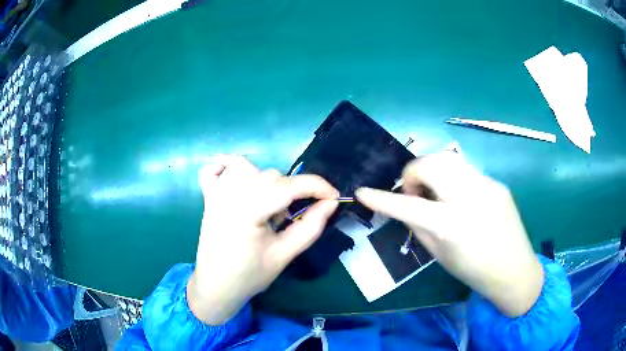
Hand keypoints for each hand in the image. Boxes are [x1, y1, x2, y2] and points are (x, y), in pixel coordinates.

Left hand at [187, 156, 338, 324]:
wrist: (215, 287)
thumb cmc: (249, 276)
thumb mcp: (284, 255)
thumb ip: (310, 227)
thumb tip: (331, 203)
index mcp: (247, 212)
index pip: (289, 186)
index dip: (317, 187)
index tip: (333, 197)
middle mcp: (229, 195)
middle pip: (271, 176)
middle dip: (291, 192)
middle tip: (291, 218)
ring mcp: (215, 193)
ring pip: (248, 167)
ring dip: (266, 182)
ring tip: (266, 207)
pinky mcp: (208, 196)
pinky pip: (215, 169)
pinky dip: (227, 168)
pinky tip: (239, 182)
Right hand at [356, 153, 543, 316]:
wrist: (515, 269)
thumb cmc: (474, 271)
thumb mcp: (439, 255)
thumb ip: (418, 227)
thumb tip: (405, 207)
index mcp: (453, 225)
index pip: (408, 206)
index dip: (381, 198)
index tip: (362, 192)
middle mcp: (471, 198)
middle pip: (431, 164)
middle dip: (413, 172)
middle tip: (413, 192)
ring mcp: (487, 185)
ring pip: (449, 159)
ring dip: (432, 170)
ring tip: (434, 191)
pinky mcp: (496, 182)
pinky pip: (466, 171)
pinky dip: (452, 178)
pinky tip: (458, 197)